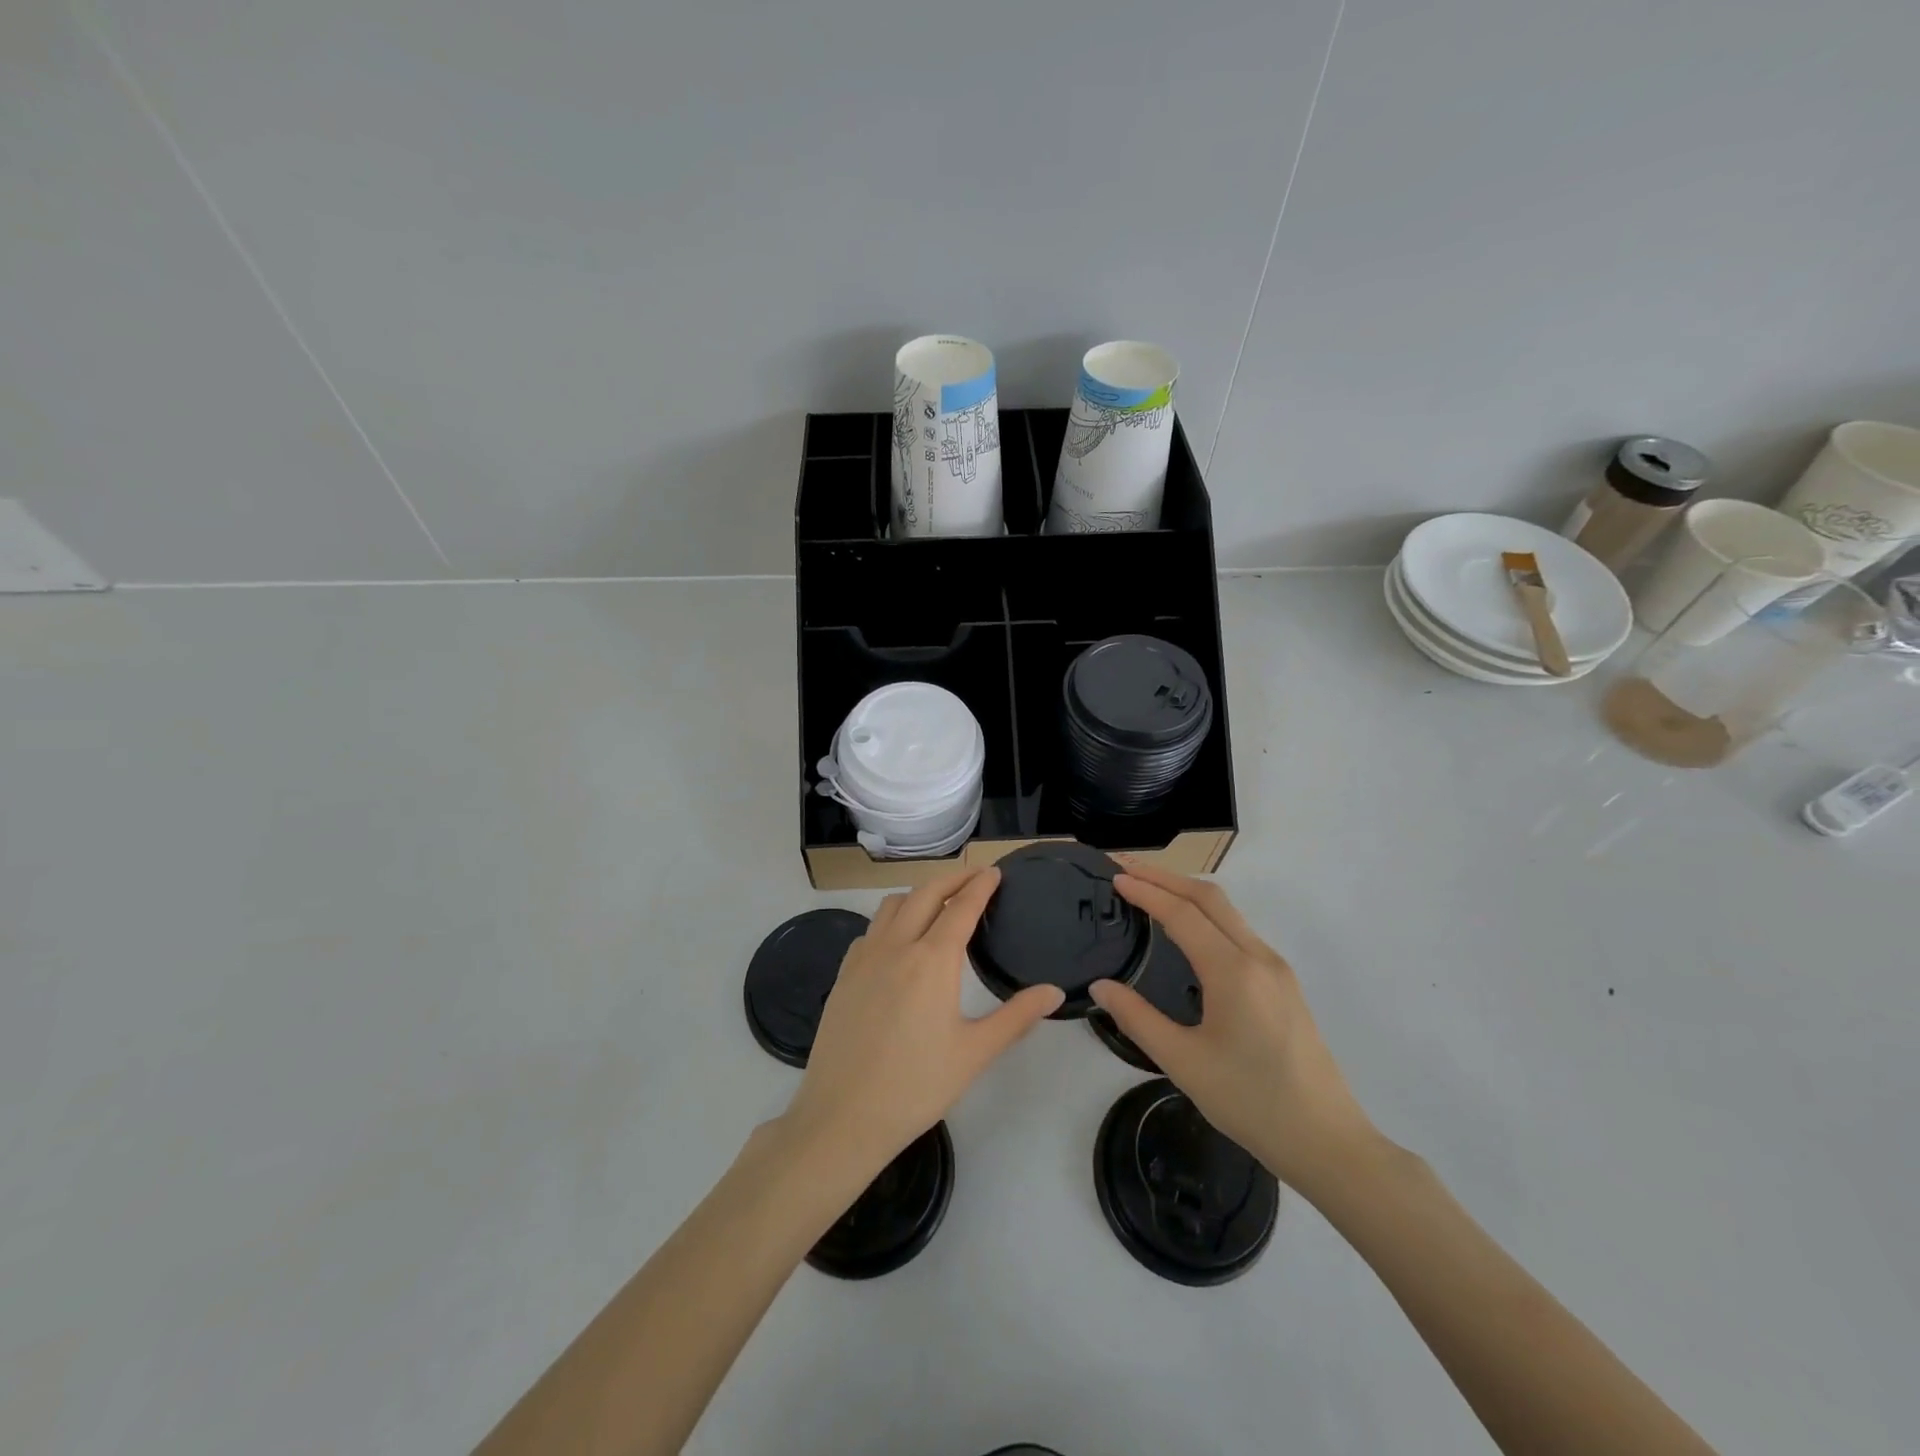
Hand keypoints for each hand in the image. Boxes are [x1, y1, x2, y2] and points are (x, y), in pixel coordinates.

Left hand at [780, 868, 1063, 1183]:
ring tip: (938, 903)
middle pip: (925, 894)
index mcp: (932, 960)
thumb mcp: (975, 1053)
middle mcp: (896, 946)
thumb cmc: (916, 1086)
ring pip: (892, 905)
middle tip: (974, 876)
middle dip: (952, 879)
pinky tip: (898, 941)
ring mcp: (864, 958)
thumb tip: (1054, 991)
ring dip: (919, 894)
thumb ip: (1016, 1017)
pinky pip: (870, 930)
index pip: (961, 907)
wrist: (842, 1117)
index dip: (980, 886)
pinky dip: (891, 919)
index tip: (994, 872)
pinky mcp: (843, 975)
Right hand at [1088, 863, 1376, 1193]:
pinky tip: (1187, 929)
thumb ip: (1137, 1018)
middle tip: (1126, 868)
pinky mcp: (1284, 984)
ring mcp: (1277, 969)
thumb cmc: (1251, 1102)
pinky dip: (1206, 915)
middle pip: (1209, 897)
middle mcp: (1259, 957)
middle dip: (1166, 876)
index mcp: (1233, 971)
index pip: (1182, 914)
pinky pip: (1239, 931)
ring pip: (1228, 912)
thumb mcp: (1183, 1063)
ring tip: (1149, 890)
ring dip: (1186, 892)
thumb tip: (1100, 986)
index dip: (1146, 891)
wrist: (1328, 1142)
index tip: (1114, 877)